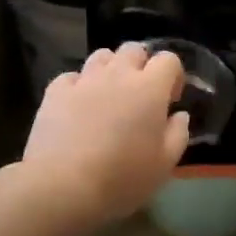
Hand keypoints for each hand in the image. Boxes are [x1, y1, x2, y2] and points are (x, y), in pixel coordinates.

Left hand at [22, 43, 189, 226]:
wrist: (62, 186)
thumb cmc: (121, 177)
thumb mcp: (164, 164)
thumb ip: (178, 134)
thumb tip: (179, 115)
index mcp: (150, 88)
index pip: (168, 59)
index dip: (173, 75)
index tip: (170, 100)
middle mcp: (118, 74)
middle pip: (134, 50)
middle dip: (141, 66)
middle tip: (140, 95)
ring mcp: (85, 79)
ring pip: (102, 56)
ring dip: (110, 69)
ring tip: (108, 95)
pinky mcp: (55, 91)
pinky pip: (71, 77)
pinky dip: (78, 86)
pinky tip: (77, 106)